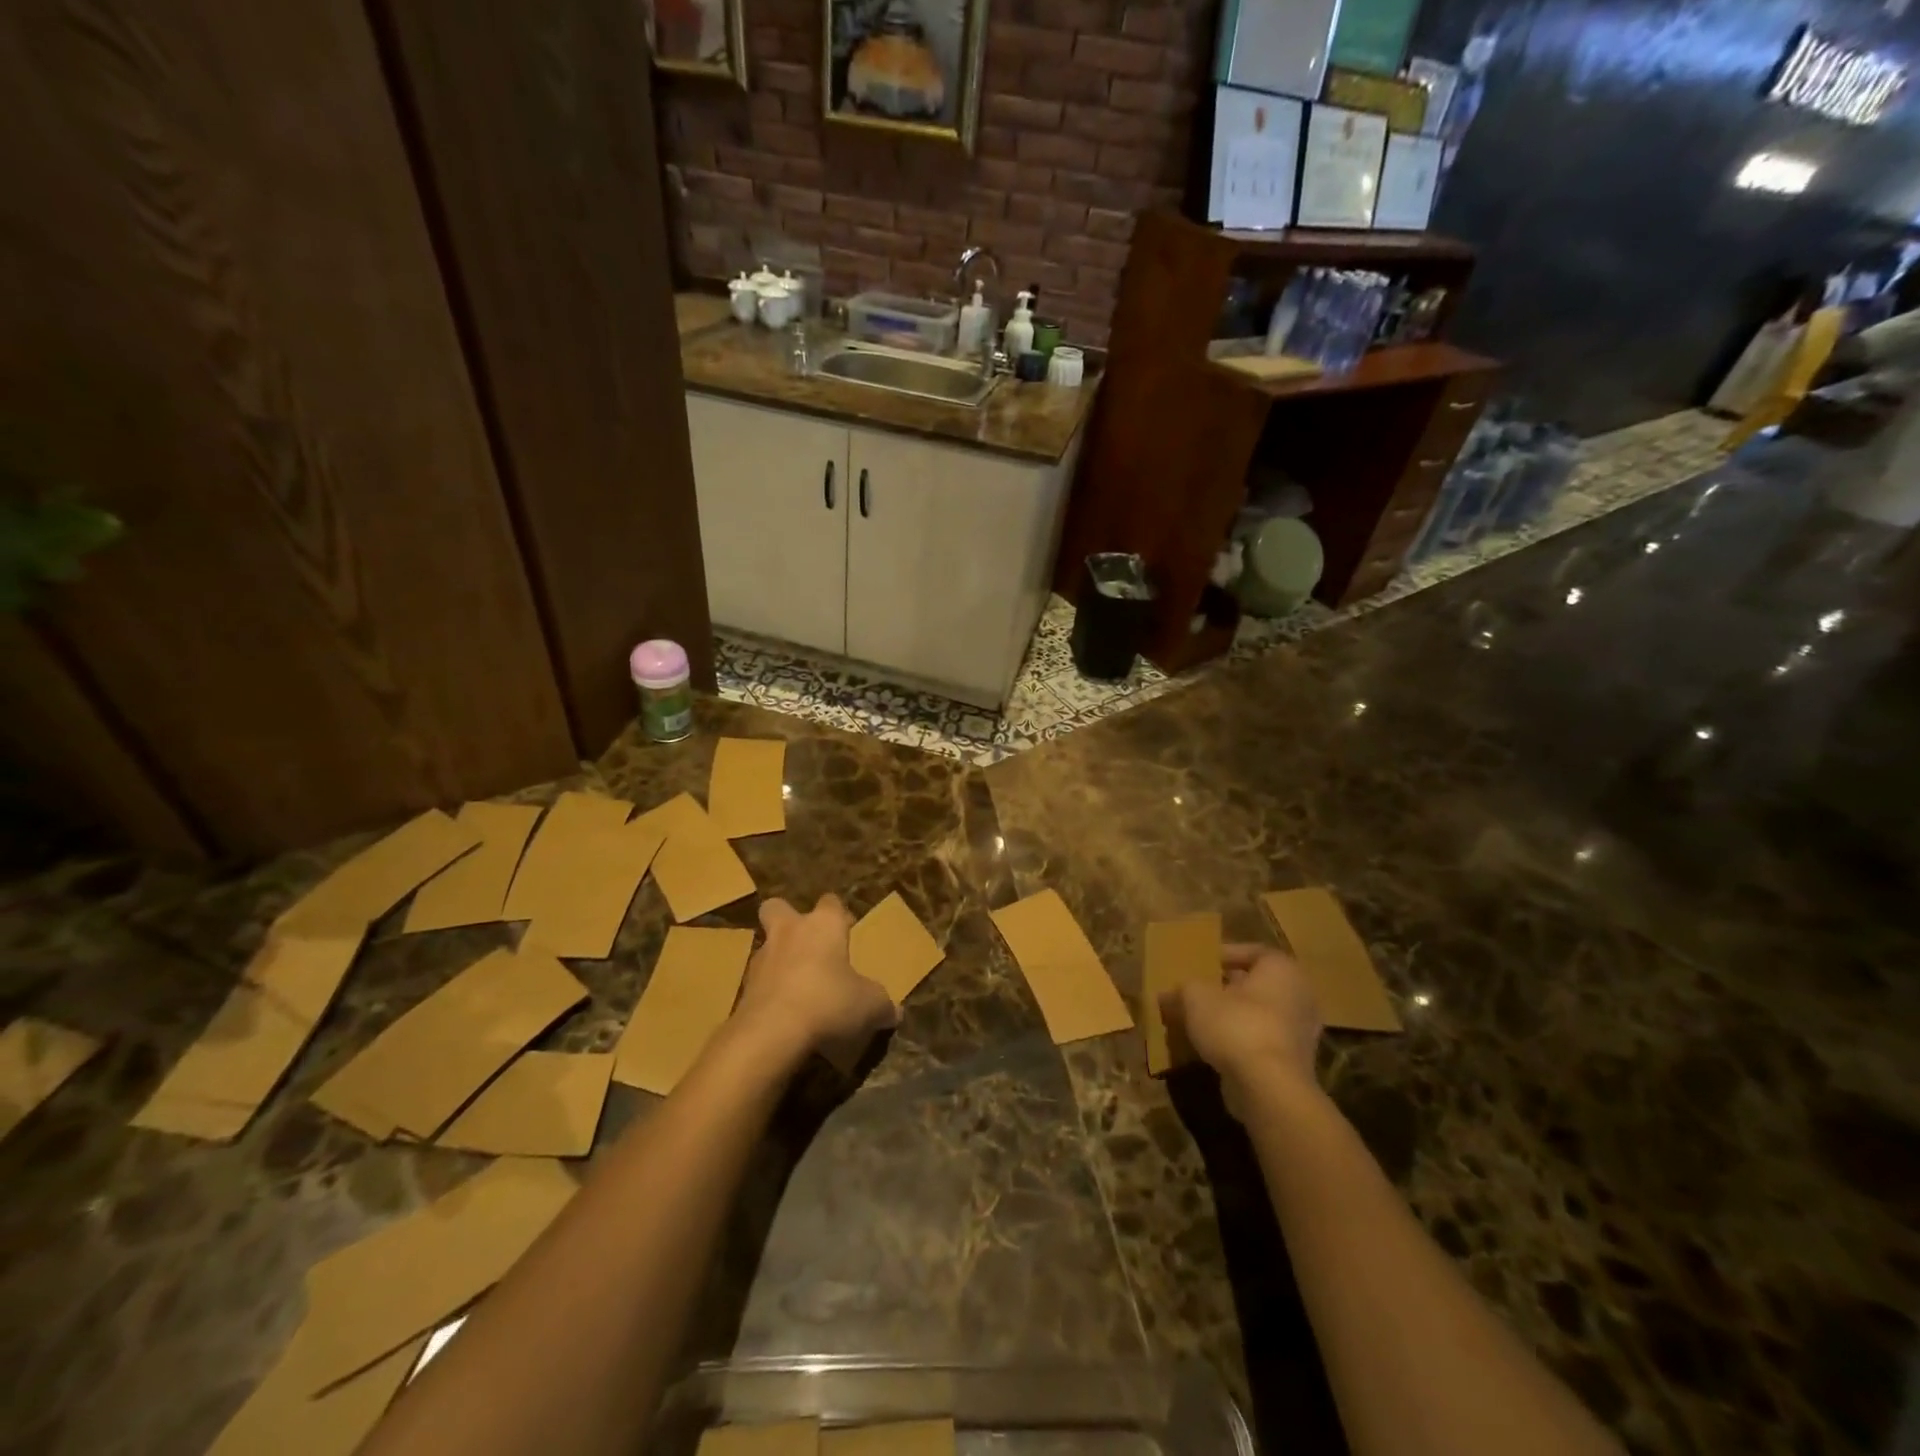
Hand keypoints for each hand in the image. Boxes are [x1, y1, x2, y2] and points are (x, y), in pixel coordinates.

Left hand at [733, 895, 897, 1067]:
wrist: (772, 1031)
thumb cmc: (829, 1001)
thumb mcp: (869, 1005)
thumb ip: (882, 1004)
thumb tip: (895, 1011)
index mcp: (823, 925)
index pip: (831, 902)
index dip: (838, 914)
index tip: (846, 930)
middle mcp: (790, 931)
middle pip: (778, 907)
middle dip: (788, 918)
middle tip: (806, 942)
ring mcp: (762, 958)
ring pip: (767, 946)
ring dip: (779, 960)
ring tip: (798, 988)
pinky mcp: (743, 987)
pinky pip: (760, 982)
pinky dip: (770, 992)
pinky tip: (785, 1014)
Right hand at [1161, 944, 1322, 1115]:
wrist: (1268, 1088)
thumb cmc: (1236, 1025)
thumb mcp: (1196, 997)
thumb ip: (1183, 989)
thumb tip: (1167, 994)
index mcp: (1282, 969)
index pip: (1252, 951)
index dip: (1224, 955)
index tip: (1200, 964)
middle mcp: (1299, 996)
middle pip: (1256, 985)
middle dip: (1225, 988)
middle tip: (1196, 992)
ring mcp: (1301, 1032)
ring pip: (1258, 1014)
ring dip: (1231, 1016)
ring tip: (1199, 1021)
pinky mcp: (1295, 1063)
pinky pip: (1262, 1041)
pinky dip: (1241, 1041)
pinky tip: (1213, 1048)